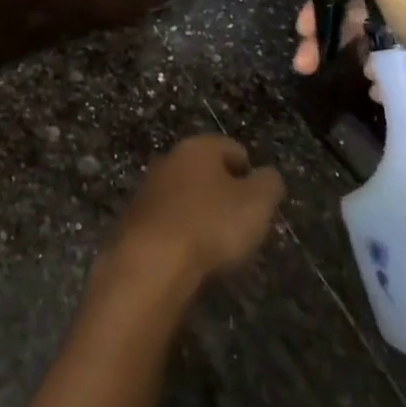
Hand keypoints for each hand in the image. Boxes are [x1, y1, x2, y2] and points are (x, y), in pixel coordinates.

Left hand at [102, 136, 283, 294]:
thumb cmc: (210, 223)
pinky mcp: (136, 216)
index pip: (233, 148)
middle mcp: (170, 158)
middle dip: (225, 193)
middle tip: (242, 223)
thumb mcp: (256, 203)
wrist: (152, 259)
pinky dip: (183, 230)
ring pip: (186, 194)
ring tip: (219, 243)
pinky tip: (192, 253)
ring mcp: (149, 187)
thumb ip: (269, 184)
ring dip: (202, 212)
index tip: (260, 202)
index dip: (251, 173)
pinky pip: (170, 218)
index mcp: (198, 147)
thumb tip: (267, 175)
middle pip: (207, 170)